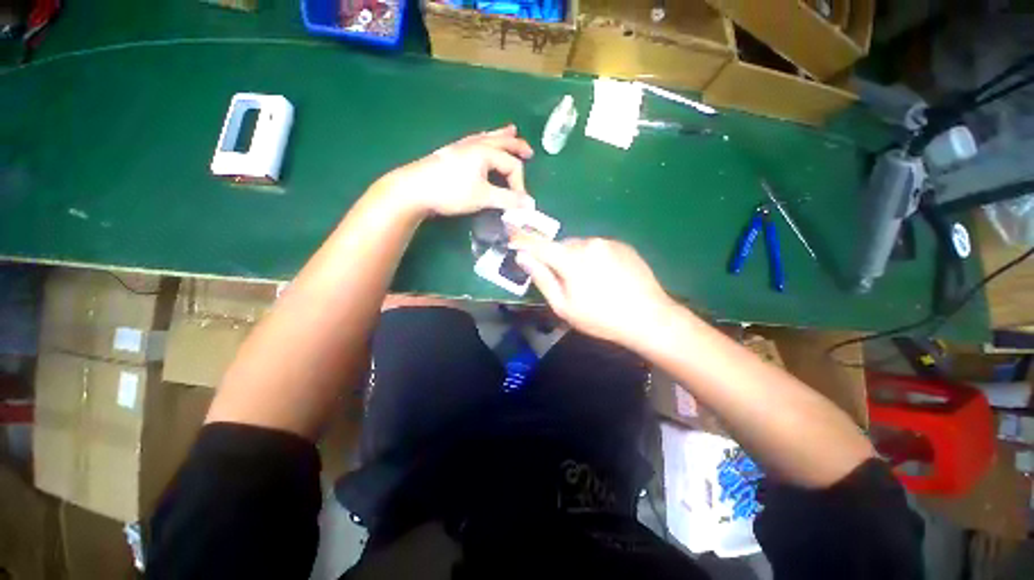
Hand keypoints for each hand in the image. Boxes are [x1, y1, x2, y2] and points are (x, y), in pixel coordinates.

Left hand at [379, 125, 534, 216]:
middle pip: (502, 143)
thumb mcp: (483, 197)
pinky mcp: (451, 154)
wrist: (414, 189)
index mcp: (486, 152)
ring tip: (511, 131)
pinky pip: (475, 141)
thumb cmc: (451, 192)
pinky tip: (481, 142)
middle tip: (529, 151)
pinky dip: (484, 139)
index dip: (519, 184)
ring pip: (487, 138)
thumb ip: (507, 200)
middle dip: (517, 146)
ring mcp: (461, 147)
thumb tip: (529, 204)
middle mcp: (475, 145)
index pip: (512, 165)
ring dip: (501, 136)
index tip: (518, 203)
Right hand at [513, 238, 675, 345]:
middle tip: (562, 279)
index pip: (539, 244)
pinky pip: (597, 247)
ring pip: (580, 246)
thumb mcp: (564, 306)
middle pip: (561, 245)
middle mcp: (589, 243)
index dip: (523, 241)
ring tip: (587, 281)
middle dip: (555, 257)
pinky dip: (592, 257)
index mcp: (572, 259)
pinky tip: (604, 276)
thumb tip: (523, 258)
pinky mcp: (622, 245)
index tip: (511, 239)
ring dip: (575, 258)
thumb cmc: (601, 318)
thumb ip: (542, 279)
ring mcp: (608, 242)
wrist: (649, 318)